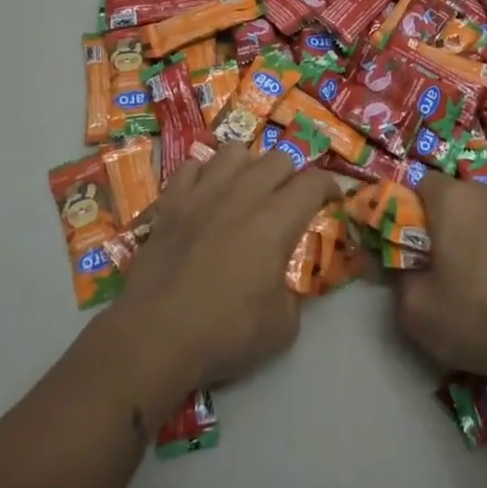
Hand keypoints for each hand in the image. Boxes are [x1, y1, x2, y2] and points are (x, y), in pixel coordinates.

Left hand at [108, 143, 338, 402]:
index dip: (330, 186)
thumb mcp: (282, 327)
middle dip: (292, 174)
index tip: (332, 200)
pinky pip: (192, 166)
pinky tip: (205, 194)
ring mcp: (203, 192)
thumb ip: (294, 294)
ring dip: (248, 165)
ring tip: (246, 188)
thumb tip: (287, 283)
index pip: (314, 182)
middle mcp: (243, 194)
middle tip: (289, 199)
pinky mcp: (171, 201)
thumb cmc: (224, 333)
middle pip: (278, 158)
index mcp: (276, 220)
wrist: (154, 336)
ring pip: (235, 151)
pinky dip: (205, 174)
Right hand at [392, 173, 486, 414]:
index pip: (423, 185)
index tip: (417, 246)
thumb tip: (399, 263)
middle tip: (448, 265)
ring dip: (483, 232)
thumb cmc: (477, 320)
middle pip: (459, 197)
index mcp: (453, 200)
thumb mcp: (416, 311)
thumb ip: (397, 276)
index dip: (415, 212)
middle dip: (450, 223)